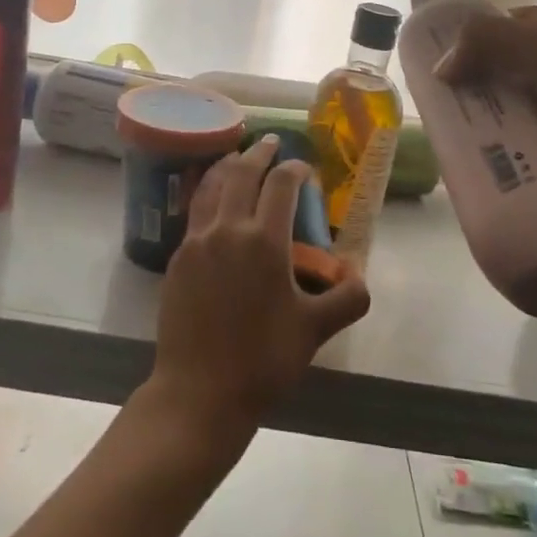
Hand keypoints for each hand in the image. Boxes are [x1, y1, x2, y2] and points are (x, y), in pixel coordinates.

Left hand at [146, 135, 370, 440]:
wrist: (199, 393)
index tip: (304, 167)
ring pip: (211, 186)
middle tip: (270, 143)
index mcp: (264, 241)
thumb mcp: (315, 331)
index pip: (281, 185)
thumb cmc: (262, 360)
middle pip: (241, 173)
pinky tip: (213, 201)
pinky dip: (207, 192)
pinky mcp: (177, 259)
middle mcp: (227, 229)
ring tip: (237, 157)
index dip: (295, 168)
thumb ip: (346, 299)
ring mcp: (196, 242)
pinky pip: (195, 211)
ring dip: (227, 165)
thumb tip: (359, 277)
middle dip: (259, 154)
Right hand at [435, 5, 536, 230]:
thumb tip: (442, 64)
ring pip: (530, 110)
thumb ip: (497, 46)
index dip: (479, 35)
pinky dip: (522, 152)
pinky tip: (500, 168)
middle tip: (447, 111)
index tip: (445, 62)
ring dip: (500, 124)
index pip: (518, 23)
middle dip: (483, 86)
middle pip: (519, 69)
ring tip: (463, 145)